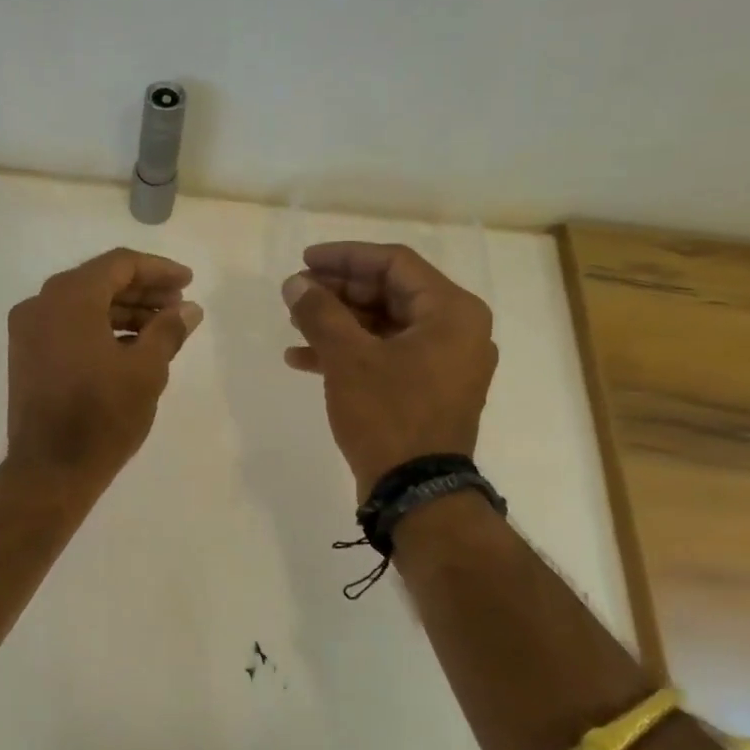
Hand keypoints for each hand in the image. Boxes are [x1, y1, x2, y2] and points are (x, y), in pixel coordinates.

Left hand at [6, 248, 202, 486]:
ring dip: (124, 312)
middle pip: (99, 281)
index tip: (188, 283)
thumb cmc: (102, 416)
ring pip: (83, 306)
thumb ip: (168, 330)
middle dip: (143, 291)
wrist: (50, 470)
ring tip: (163, 328)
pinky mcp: (27, 356)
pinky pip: (69, 327)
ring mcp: (28, 331)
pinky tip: (132, 346)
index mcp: (68, 297)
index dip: (158, 270)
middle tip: (179, 306)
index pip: (119, 264)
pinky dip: (100, 329)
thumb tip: (189, 309)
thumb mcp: (146, 370)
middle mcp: (41, 304)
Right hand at [281, 242, 496, 495]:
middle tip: (296, 293)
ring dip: (337, 322)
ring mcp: (442, 363)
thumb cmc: (389, 415)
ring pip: (383, 326)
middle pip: (389, 293)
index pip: (394, 264)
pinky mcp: (426, 390)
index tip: (304, 260)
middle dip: (337, 292)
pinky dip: (348, 353)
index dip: (345, 257)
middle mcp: (456, 330)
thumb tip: (296, 284)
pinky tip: (303, 359)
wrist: (417, 492)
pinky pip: (385, 356)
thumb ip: (320, 313)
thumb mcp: (348, 358)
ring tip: (293, 323)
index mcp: (451, 311)